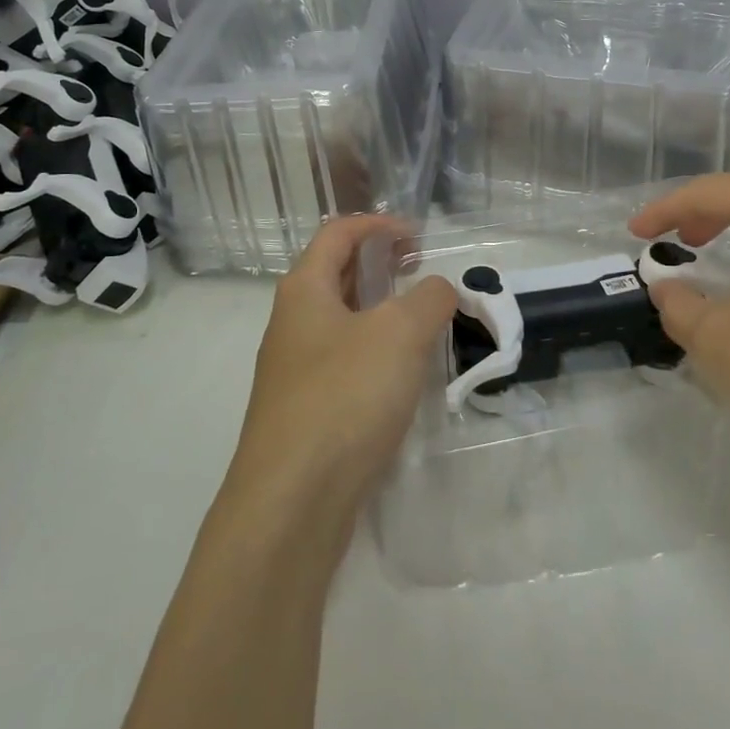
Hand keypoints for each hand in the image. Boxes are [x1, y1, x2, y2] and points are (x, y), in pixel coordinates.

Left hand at [226, 215, 457, 528]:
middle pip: (336, 273)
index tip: (419, 236)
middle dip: (379, 264)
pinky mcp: (304, 411)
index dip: (379, 225)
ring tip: (420, 320)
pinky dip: (373, 352)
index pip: (338, 233)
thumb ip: (429, 299)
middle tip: (421, 270)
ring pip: (340, 320)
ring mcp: (293, 370)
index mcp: (305, 290)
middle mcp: (292, 322)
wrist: (290, 503)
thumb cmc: (344, 398)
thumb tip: (439, 289)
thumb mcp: (400, 334)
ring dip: (378, 309)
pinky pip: (342, 362)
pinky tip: (400, 376)